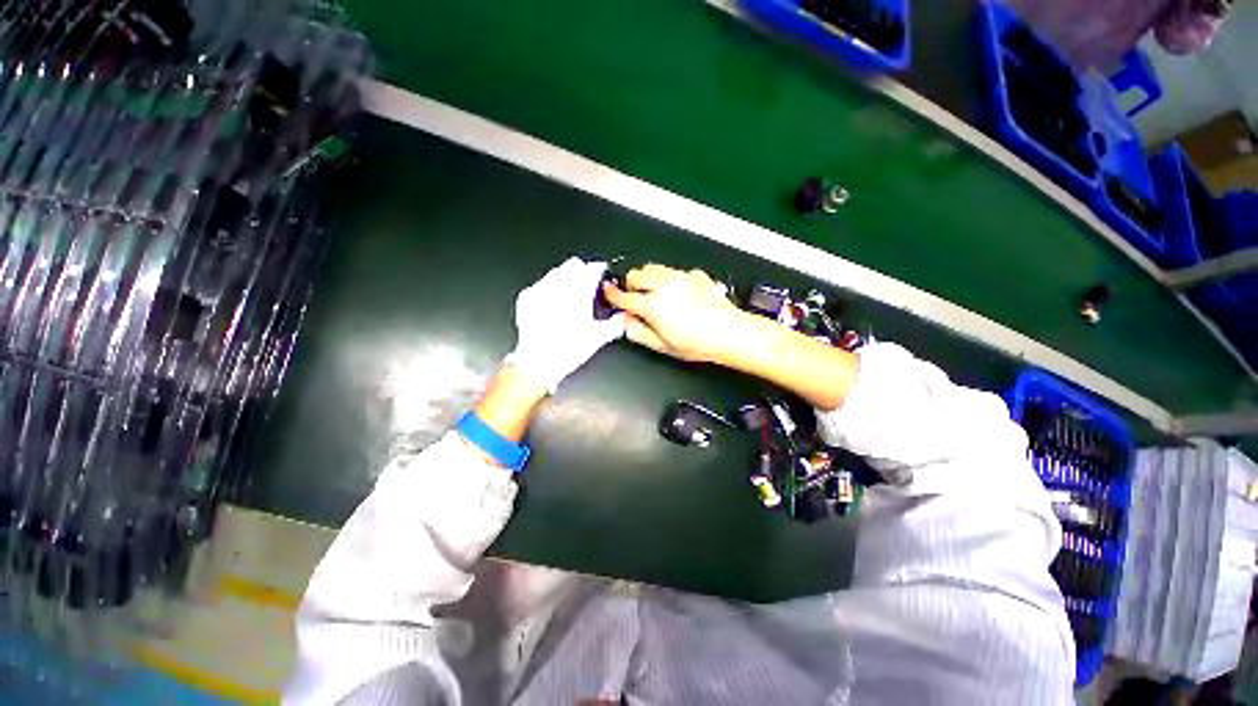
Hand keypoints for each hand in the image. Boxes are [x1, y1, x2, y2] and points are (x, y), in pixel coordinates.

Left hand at [503, 257, 624, 392]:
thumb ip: (615, 324)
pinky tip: (553, 301)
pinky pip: (541, 283)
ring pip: (557, 271)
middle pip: (574, 265)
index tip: (602, 274)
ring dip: (566, 278)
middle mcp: (559, 286)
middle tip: (588, 284)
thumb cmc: (567, 350)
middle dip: (582, 271)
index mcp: (579, 292)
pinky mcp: (527, 298)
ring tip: (571, 293)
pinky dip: (550, 287)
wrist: (537, 362)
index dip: (600, 270)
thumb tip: (623, 318)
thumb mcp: (598, 338)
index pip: (592, 268)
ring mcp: (540, 290)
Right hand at [603, 264, 748, 363]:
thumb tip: (627, 321)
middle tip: (635, 297)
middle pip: (636, 274)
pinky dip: (671, 279)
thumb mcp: (662, 346)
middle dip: (631, 284)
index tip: (609, 293)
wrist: (730, 333)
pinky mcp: (696, 275)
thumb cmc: (699, 343)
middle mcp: (665, 286)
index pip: (624, 296)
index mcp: (653, 305)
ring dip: (649, 278)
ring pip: (654, 267)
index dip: (613, 295)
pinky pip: (676, 271)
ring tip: (655, 293)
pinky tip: (679, 293)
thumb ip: (638, 332)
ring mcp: (681, 277)